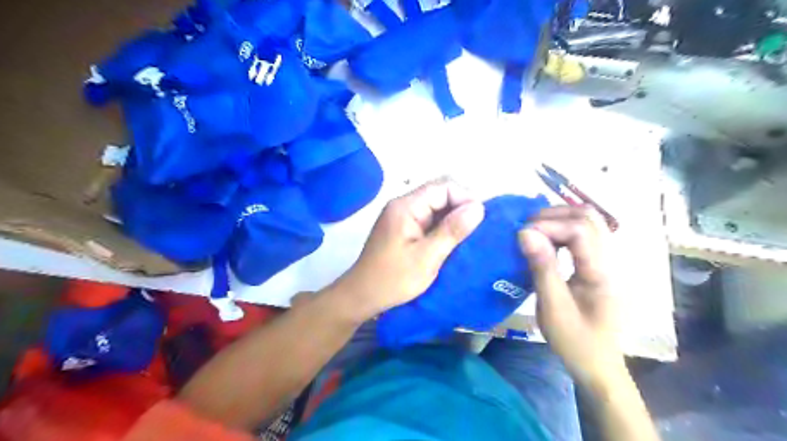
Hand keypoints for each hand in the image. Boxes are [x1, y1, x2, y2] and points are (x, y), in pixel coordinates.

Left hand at [335, 180, 482, 320]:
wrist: (362, 296)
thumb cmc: (393, 279)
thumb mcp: (427, 257)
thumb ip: (452, 230)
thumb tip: (479, 207)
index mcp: (406, 206)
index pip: (443, 187)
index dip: (465, 198)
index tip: (479, 221)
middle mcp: (403, 204)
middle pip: (439, 193)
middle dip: (461, 208)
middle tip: (475, 232)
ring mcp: (402, 216)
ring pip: (436, 206)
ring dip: (453, 218)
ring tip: (467, 238)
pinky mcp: (403, 227)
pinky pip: (429, 218)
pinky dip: (443, 227)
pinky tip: (452, 241)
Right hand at [522, 206, 624, 389]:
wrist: (598, 364)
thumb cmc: (575, 341)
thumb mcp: (553, 307)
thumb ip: (542, 267)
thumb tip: (524, 232)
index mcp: (601, 272)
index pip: (580, 230)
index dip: (549, 225)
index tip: (522, 235)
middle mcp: (610, 259)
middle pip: (589, 216)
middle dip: (554, 215)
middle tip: (527, 227)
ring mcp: (608, 260)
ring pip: (589, 220)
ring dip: (559, 218)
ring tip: (534, 230)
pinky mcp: (600, 263)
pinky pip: (584, 232)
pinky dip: (563, 227)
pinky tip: (546, 239)